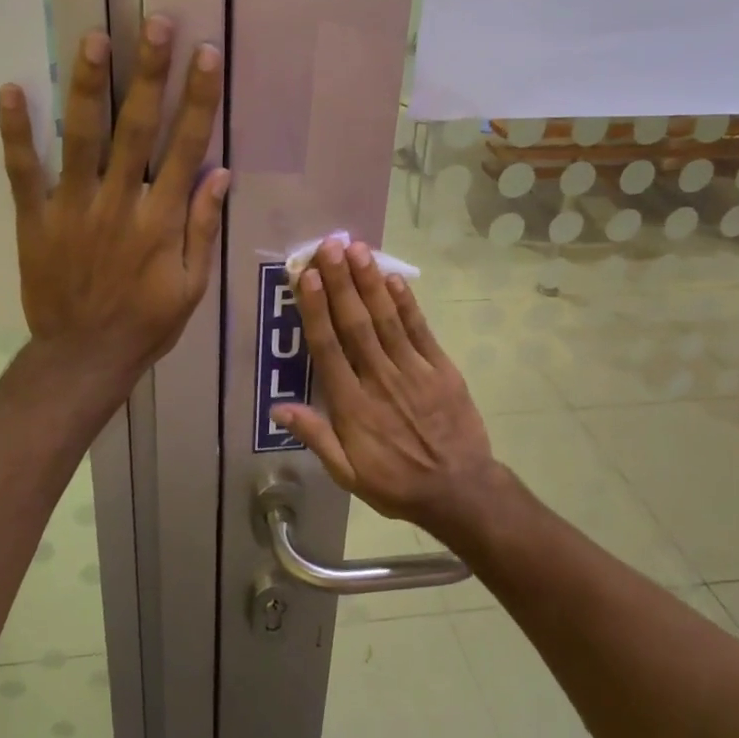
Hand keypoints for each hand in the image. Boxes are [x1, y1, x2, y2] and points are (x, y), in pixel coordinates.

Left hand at [0, 15, 227, 388]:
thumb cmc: (146, 324)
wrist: (84, 357)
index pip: (186, 148)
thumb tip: (221, 173)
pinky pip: (23, 172)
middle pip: (137, 129)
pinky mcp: (35, 220)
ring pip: (81, 139)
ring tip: (93, 38)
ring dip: (88, 86)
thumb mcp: (193, 286)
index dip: (198, 99)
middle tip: (156, 23)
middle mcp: (119, 204)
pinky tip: (10, 90)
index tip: (205, 55)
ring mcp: (73, 209)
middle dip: (149, 73)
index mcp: (161, 221)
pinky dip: (16, 133)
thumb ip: (203, 228)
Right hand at [273, 238, 497, 540]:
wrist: (460, 492)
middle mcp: (380, 380)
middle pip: (355, 323)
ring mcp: (414, 372)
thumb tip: (278, 408)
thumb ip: (316, 437)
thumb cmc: (396, 483)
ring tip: (357, 249)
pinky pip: (420, 331)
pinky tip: (394, 279)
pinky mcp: (442, 370)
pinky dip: (406, 304)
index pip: (328, 348)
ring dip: (370, 283)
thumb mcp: (347, 474)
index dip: (317, 309)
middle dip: (341, 282)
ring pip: (386, 320)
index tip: (307, 276)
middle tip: (330, 245)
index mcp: (352, 406)